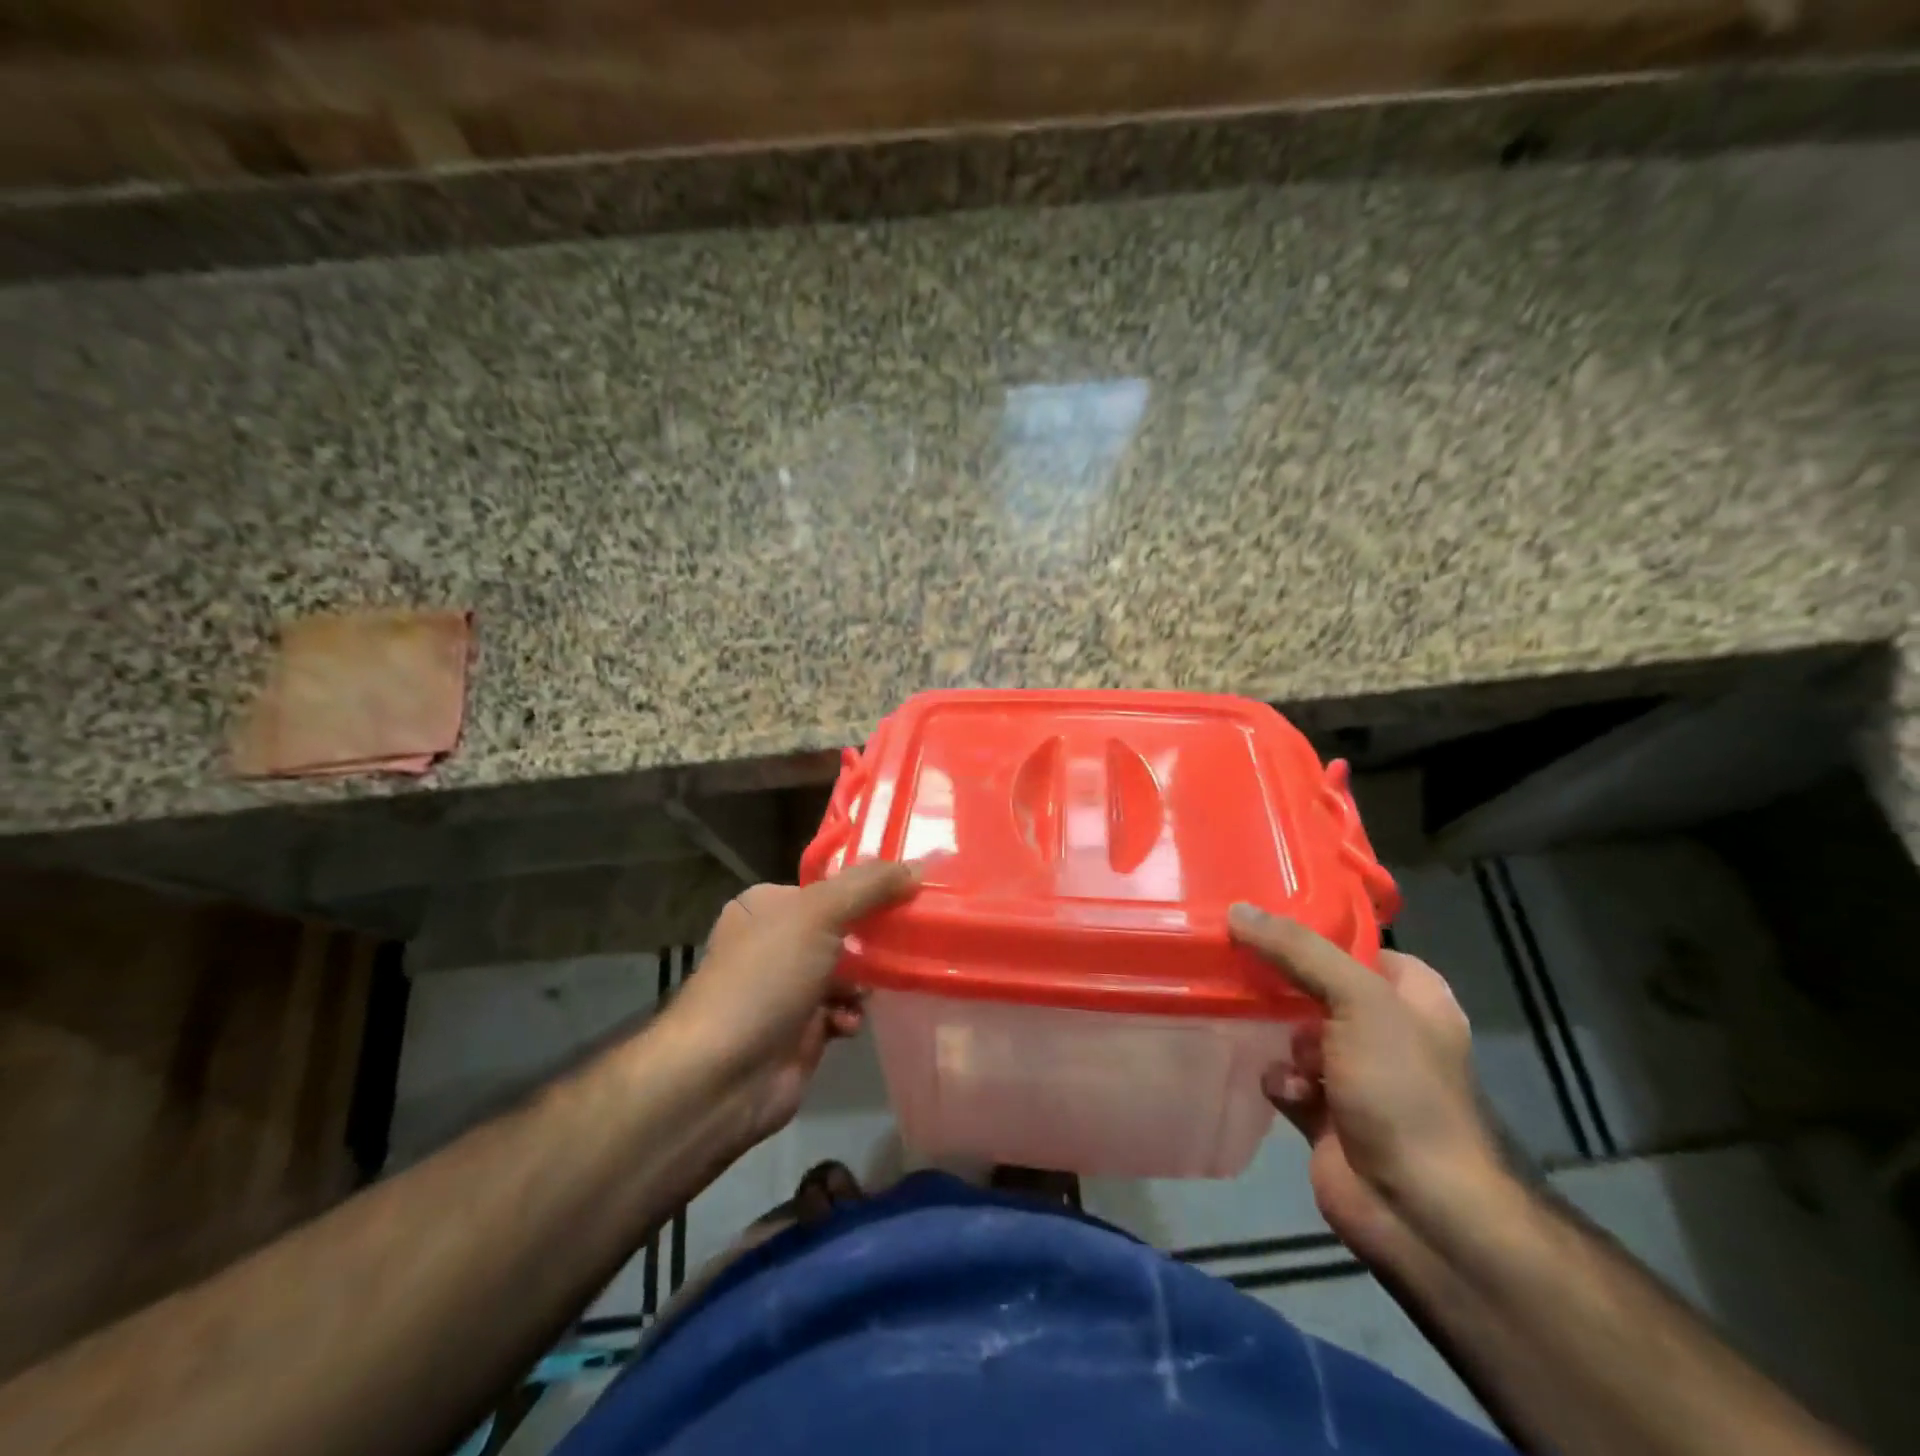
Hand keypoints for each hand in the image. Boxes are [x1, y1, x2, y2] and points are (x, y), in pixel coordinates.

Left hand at [664, 861, 917, 1145]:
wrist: (723, 1076)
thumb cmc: (765, 978)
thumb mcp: (817, 914)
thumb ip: (868, 886)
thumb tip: (915, 868)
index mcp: (767, 905)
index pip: (827, 884)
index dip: (867, 885)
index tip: (908, 889)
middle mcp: (775, 941)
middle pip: (843, 926)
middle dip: (874, 935)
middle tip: (909, 937)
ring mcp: (787, 987)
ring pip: (848, 970)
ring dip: (866, 980)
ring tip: (874, 987)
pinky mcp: (801, 1030)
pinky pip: (842, 1010)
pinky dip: (850, 1014)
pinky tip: (848, 1024)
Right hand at [1229, 904, 1504, 1263]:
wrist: (1419, 1210)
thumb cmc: (1403, 1089)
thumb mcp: (1358, 1000)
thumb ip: (1297, 951)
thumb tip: (1237, 909)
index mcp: (1410, 996)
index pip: (1352, 944)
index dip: (1309, 929)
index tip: (1257, 914)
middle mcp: (1383, 1029)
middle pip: (1314, 985)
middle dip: (1276, 978)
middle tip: (1230, 956)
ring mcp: (1353, 1074)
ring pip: (1291, 1029)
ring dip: (1272, 1030)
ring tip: (1246, 1019)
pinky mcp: (1322, 1112)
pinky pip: (1284, 1076)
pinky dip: (1280, 1079)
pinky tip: (1286, 1090)